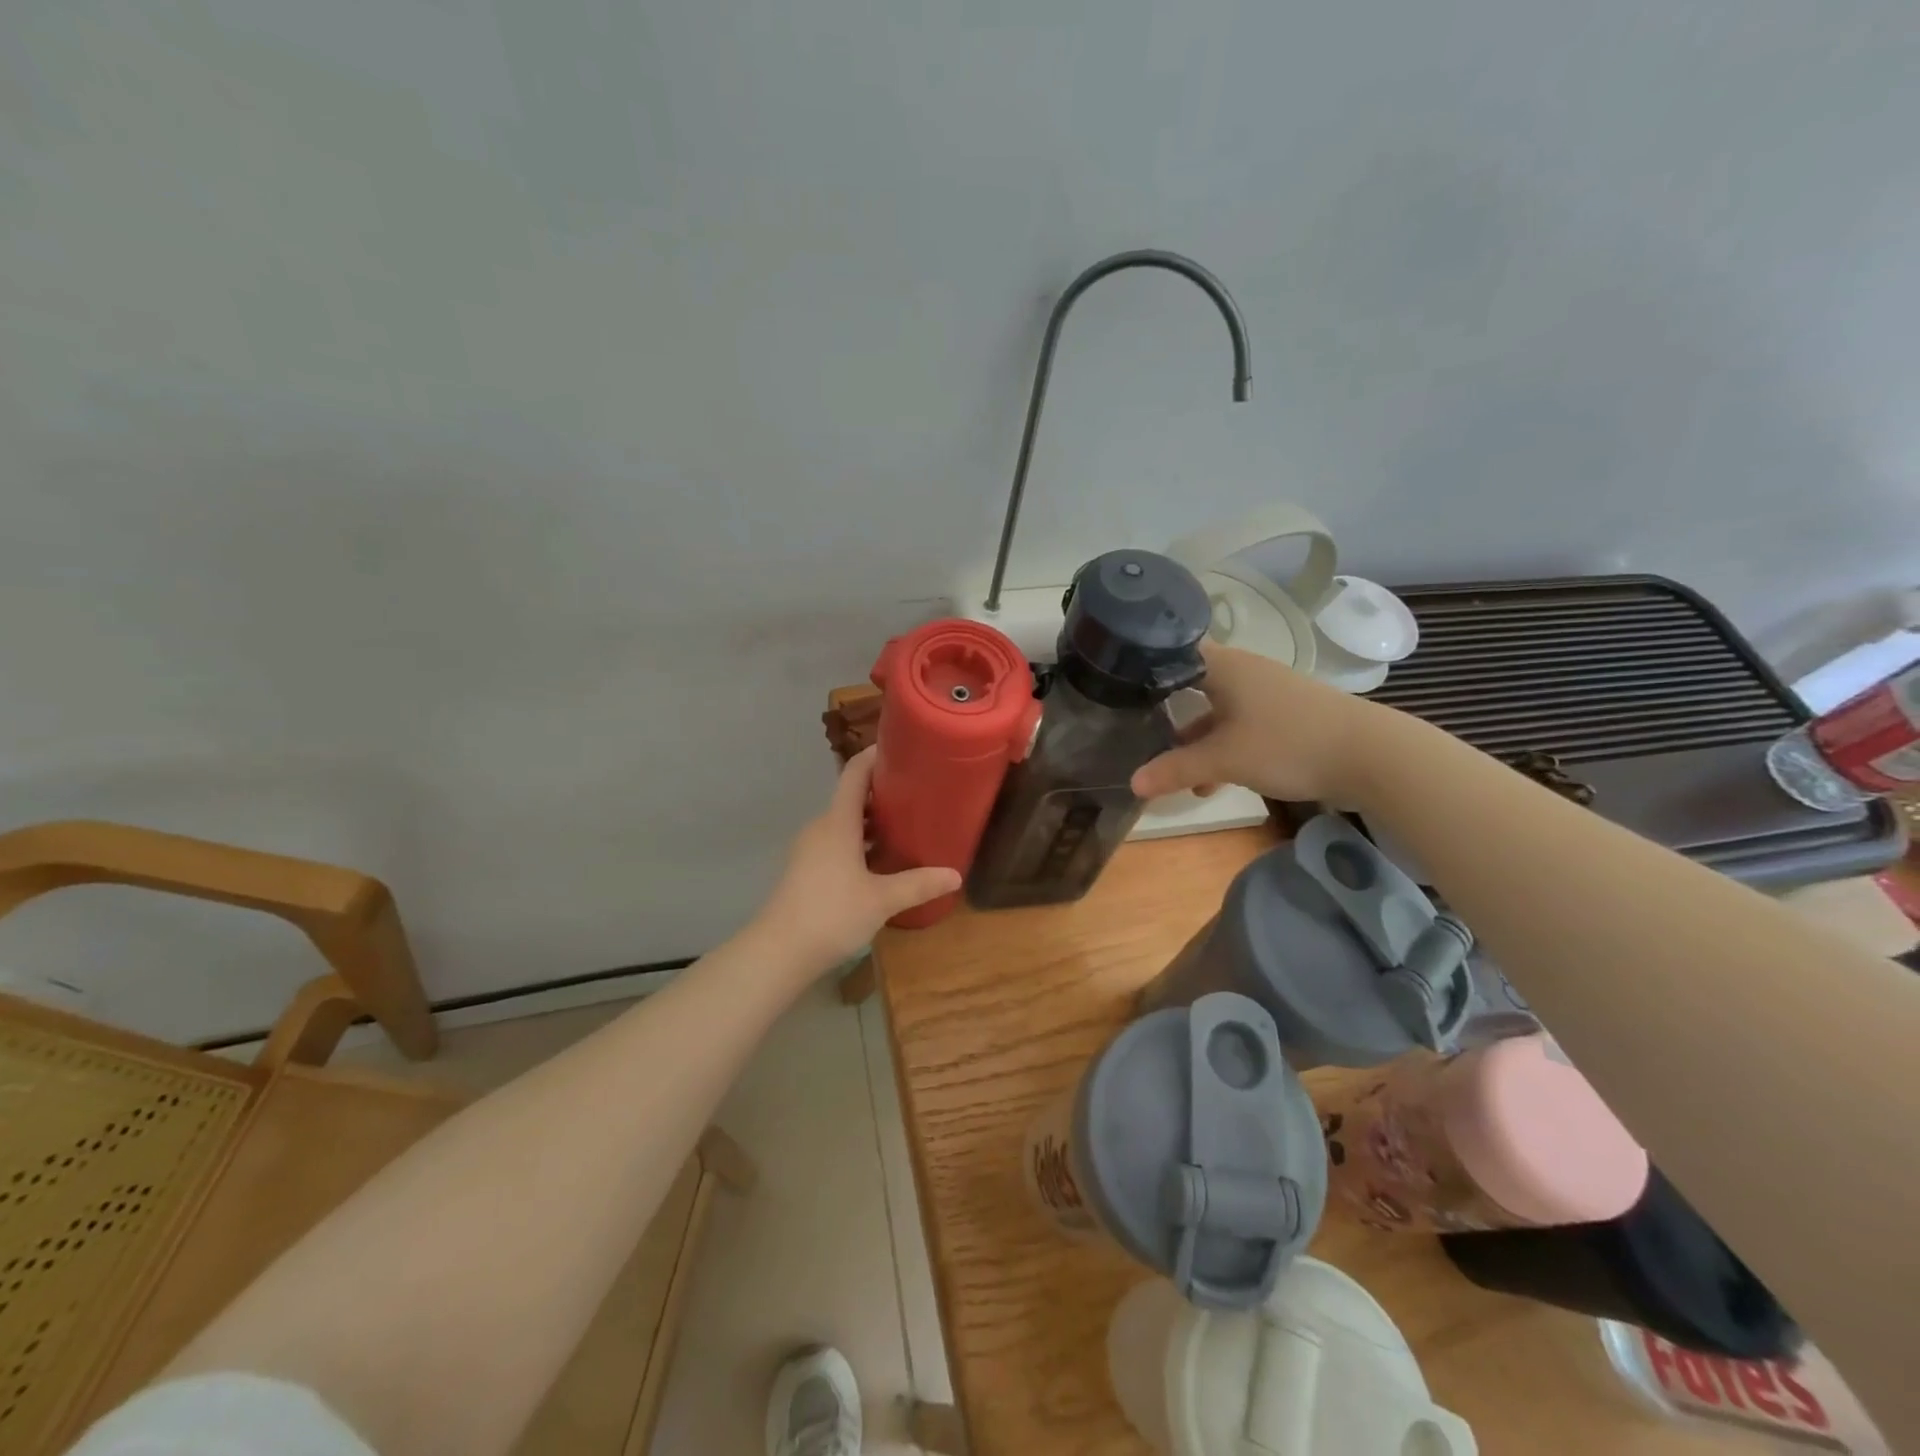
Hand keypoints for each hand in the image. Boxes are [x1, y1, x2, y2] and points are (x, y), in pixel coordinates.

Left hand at [751, 748, 961, 978]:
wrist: (778, 952)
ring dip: (873, 821)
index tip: (902, 747)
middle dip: (884, 792)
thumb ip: (918, 884)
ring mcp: (811, 849)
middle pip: (852, 797)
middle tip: (919, 793)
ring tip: (907, 825)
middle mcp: (822, 827)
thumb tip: (955, 875)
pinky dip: (860, 841)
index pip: (855, 773)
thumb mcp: (882, 900)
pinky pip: (837, 842)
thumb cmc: (831, 914)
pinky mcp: (806, 870)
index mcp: (838, 822)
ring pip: (845, 823)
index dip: (875, 755)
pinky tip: (880, 861)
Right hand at [1131, 642, 1380, 804]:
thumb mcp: (1224, 760)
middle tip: (1133, 731)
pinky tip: (1212, 783)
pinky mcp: (1285, 717)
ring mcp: (1267, 694)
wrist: (1371, 756)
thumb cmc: (1288, 744)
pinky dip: (1222, 748)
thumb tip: (1132, 783)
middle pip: (1191, 685)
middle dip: (1164, 712)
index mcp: (1224, 666)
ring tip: (1171, 771)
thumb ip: (1176, 770)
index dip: (1143, 668)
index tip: (1115, 688)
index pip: (1172, 652)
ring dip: (1194, 739)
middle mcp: (1244, 672)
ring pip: (1215, 711)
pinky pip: (1239, 726)